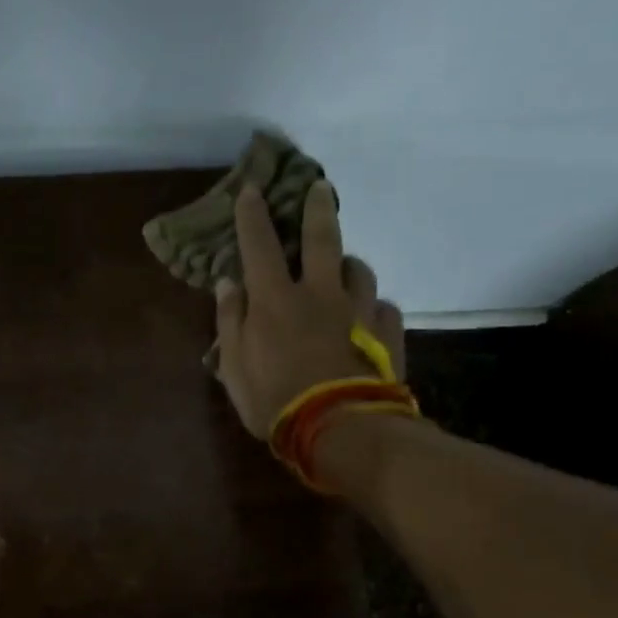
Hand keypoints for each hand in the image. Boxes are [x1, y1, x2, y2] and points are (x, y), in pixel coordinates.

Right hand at [214, 181, 405, 437]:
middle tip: (320, 187)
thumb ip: (231, 322)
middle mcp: (320, 294)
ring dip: (347, 264)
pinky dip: (374, 308)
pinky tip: (370, 319)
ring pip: (358, 270)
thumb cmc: (276, 401)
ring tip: (344, 269)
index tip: (251, 189)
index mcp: (276, 300)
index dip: (252, 216)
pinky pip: (384, 309)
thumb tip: (228, 284)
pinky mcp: (388, 333)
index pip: (260, 245)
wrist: (342, 429)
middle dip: (317, 209)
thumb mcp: (235, 368)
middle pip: (322, 239)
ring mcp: (360, 311)